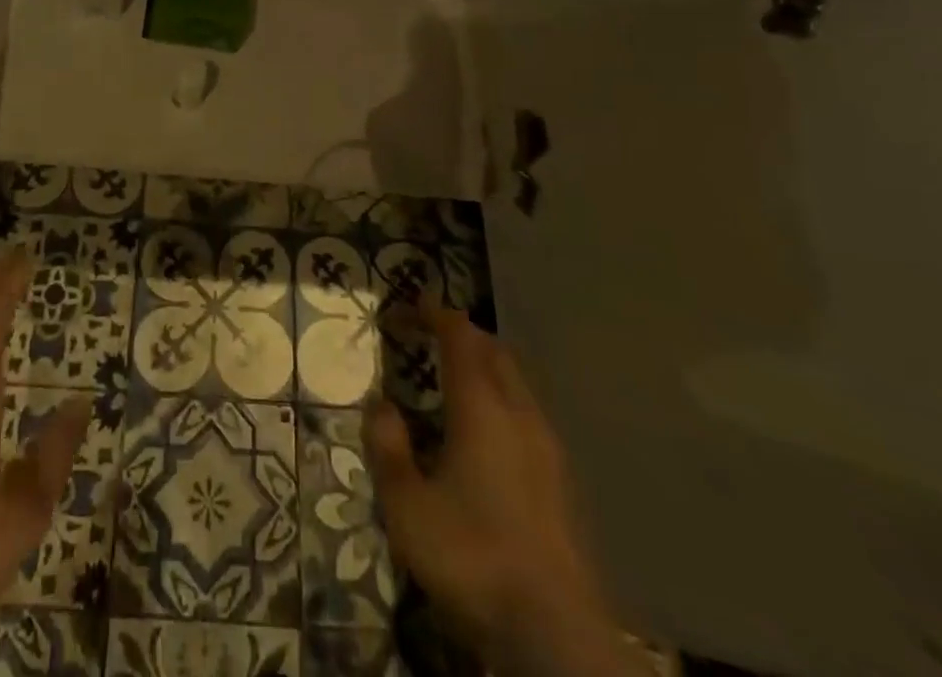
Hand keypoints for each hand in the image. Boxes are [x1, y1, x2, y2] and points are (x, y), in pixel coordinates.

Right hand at [367, 308, 641, 676]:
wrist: (555, 633)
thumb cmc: (471, 556)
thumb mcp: (407, 506)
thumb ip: (388, 448)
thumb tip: (379, 405)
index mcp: (481, 406)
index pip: (460, 336)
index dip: (434, 314)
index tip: (407, 308)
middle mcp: (519, 413)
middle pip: (494, 351)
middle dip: (461, 334)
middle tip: (428, 337)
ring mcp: (548, 447)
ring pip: (516, 382)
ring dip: (484, 367)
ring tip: (452, 382)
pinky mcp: (562, 480)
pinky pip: (527, 413)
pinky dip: (501, 400)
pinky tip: (485, 436)